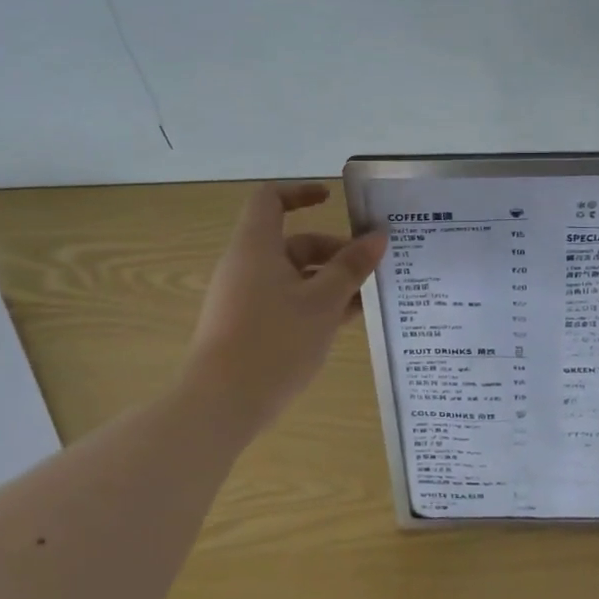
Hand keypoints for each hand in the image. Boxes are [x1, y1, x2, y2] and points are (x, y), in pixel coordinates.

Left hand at [182, 182, 386, 430]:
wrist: (221, 405)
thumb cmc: (274, 341)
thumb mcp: (323, 302)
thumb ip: (352, 267)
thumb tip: (377, 237)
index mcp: (257, 247)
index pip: (270, 200)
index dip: (301, 192)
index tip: (333, 200)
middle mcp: (246, 267)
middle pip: (292, 243)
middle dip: (334, 251)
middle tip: (371, 268)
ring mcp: (244, 300)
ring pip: (293, 277)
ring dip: (330, 282)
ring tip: (368, 299)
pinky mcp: (247, 328)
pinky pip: (286, 303)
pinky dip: (314, 305)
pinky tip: (345, 323)